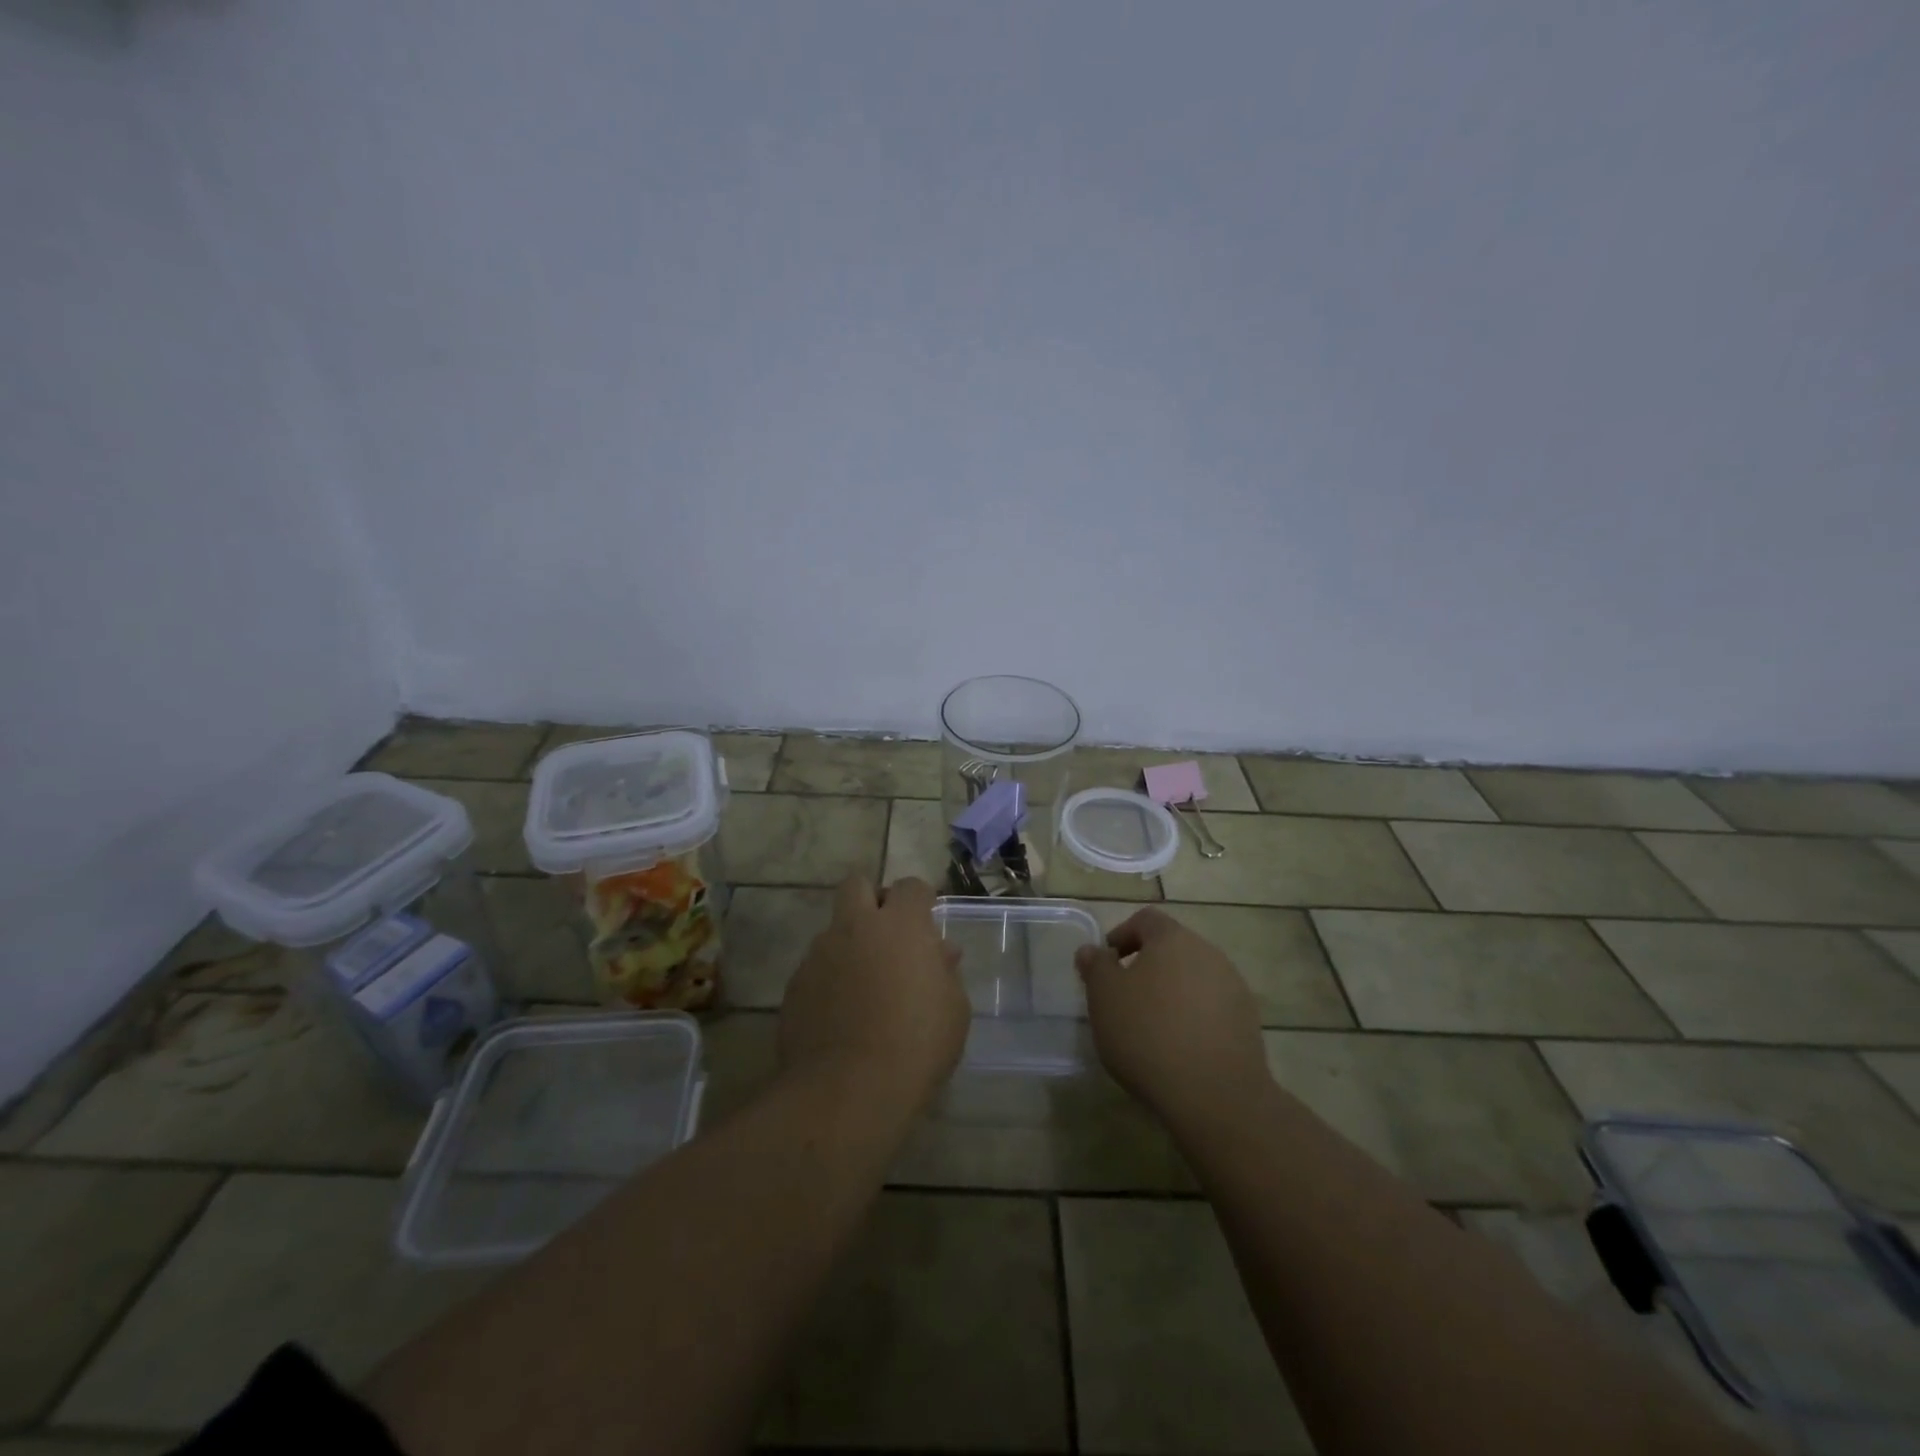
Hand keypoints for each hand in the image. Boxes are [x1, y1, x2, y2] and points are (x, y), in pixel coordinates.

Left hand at [777, 876, 969, 1111]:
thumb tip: (940, 953)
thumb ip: (945, 971)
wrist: (848, 1089)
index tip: (927, 920)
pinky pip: (816, 968)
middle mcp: (856, 927)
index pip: (911, 886)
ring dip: (850, 944)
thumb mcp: (954, 1009)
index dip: (921, 899)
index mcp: (900, 925)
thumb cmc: (917, 1044)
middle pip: (857, 884)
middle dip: (872, 898)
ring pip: (833, 930)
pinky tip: (841, 1013)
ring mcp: (819, 954)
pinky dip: (830, 979)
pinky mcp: (794, 985)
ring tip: (864, 985)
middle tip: (887, 933)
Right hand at [1074, 908, 1271, 1129]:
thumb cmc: (1148, 1034)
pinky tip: (1180, 1047)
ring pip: (1193, 978)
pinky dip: (1193, 1017)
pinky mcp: (1248, 1022)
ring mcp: (1233, 987)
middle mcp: (1208, 953)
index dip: (1122, 935)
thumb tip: (1091, 950)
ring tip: (1152, 1027)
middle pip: (1172, 948)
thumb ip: (1095, 966)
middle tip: (1124, 998)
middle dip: (1147, 966)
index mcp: (1172, 938)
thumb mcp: (1104, 997)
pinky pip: (1212, 1007)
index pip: (1145, 920)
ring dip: (1172, 992)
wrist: (1215, 1095)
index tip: (1106, 965)